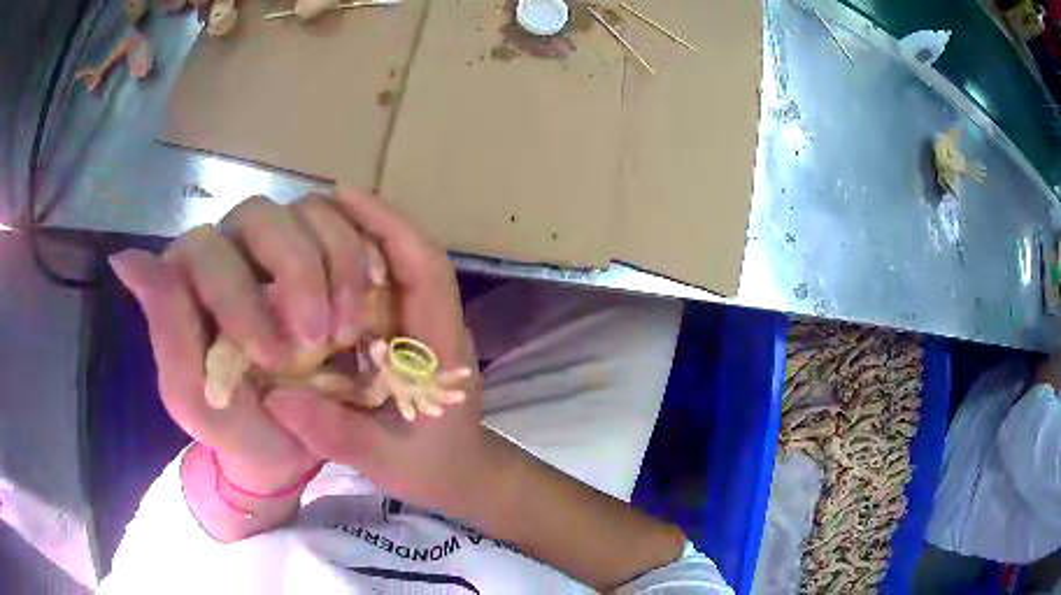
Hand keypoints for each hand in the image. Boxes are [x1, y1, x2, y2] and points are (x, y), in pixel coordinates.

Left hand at [110, 194, 379, 491]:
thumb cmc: (236, 424)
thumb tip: (124, 259)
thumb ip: (164, 330)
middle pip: (261, 216)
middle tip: (321, 337)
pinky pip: (345, 224)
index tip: (274, 356)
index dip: (239, 294)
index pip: (206, 249)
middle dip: (295, 275)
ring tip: (348, 329)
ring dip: (335, 266)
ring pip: (308, 211)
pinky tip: (370, 290)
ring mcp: (283, 242)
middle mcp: (234, 246)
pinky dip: (360, 253)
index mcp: (192, 277)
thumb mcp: (193, 396)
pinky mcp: (325, 248)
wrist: (288, 443)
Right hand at [264, 188, 488, 515]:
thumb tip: (274, 397)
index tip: (345, 197)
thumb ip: (338, 434)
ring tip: (302, 231)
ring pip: (393, 266)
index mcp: (442, 347)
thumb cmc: (436, 469)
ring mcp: (419, 326)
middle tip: (307, 212)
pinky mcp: (402, 336)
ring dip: (353, 242)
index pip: (425, 268)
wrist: (463, 477)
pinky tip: (310, 275)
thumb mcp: (388, 462)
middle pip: (407, 254)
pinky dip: (347, 273)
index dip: (388, 226)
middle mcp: (433, 323)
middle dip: (364, 224)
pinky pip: (377, 291)